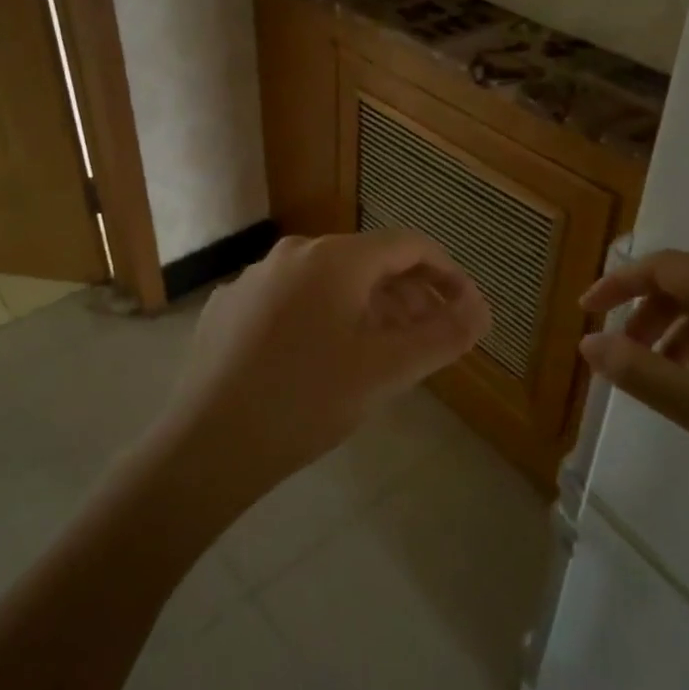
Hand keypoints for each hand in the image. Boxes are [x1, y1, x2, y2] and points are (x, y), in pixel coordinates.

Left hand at [160, 230, 490, 509]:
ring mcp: (255, 279)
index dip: (446, 272)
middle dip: (409, 295)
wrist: (207, 444)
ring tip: (385, 350)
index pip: (408, 245)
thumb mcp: (387, 371)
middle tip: (432, 336)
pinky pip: (292, 300)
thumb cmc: (306, 401)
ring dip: (368, 308)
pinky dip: (324, 318)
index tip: (465, 307)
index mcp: (334, 259)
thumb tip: (481, 308)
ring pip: (328, 282)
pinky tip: (323, 359)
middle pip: (368, 262)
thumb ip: (444, 335)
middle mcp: (293, 254)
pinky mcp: (230, 308)